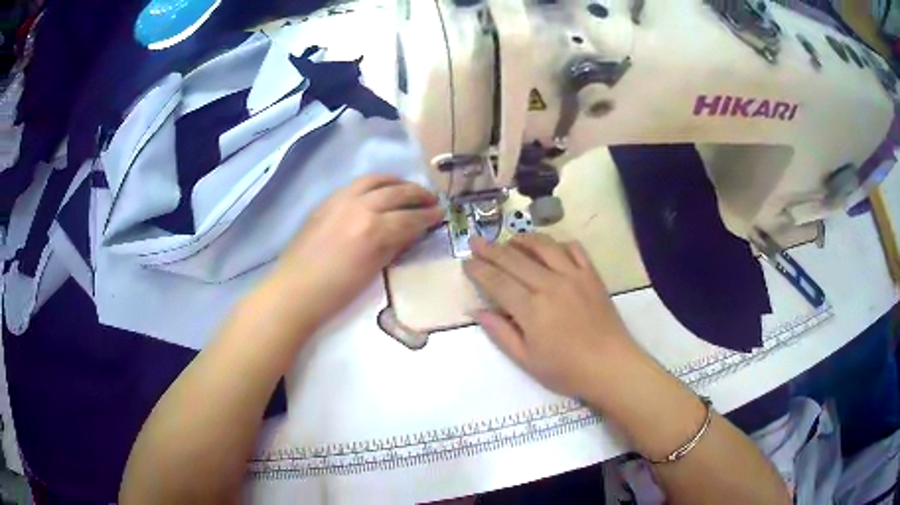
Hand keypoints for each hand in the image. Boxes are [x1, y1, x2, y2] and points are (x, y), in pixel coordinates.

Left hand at [274, 174, 443, 327]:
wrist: (296, 290)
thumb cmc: (337, 291)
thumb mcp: (373, 271)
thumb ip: (394, 245)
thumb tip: (412, 231)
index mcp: (374, 229)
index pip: (410, 217)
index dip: (428, 215)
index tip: (441, 213)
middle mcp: (360, 206)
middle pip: (396, 192)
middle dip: (418, 194)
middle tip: (431, 199)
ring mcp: (341, 199)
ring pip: (376, 180)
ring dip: (397, 182)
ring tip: (408, 188)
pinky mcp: (328, 200)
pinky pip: (357, 184)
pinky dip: (375, 183)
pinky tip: (380, 191)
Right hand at [464, 234, 640, 397]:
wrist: (611, 366)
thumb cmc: (566, 370)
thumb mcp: (526, 360)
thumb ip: (500, 333)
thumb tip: (477, 311)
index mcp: (531, 308)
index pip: (497, 281)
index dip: (479, 270)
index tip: (466, 262)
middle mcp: (550, 284)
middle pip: (514, 259)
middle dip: (491, 249)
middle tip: (476, 242)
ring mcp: (574, 276)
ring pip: (543, 246)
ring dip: (523, 239)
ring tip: (510, 240)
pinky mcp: (592, 275)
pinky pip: (574, 249)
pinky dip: (559, 243)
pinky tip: (550, 248)